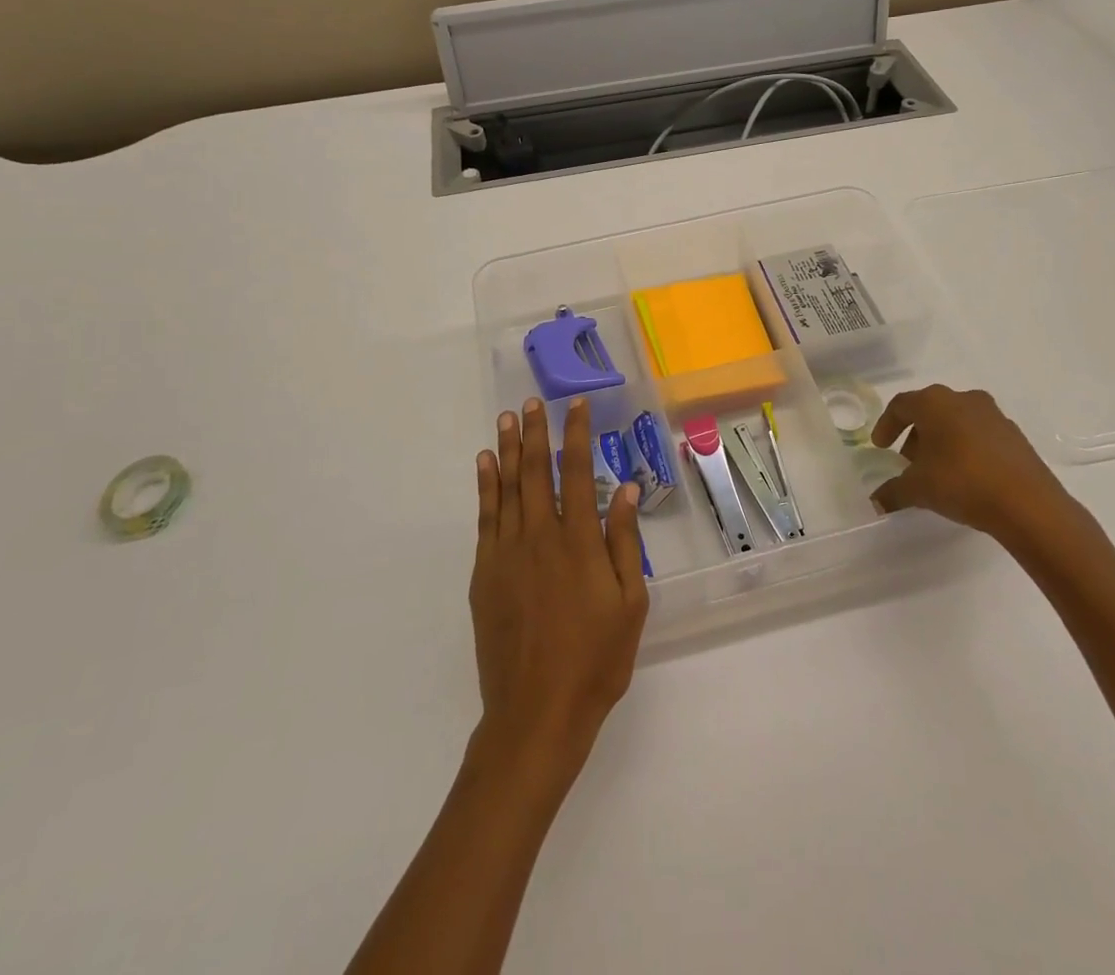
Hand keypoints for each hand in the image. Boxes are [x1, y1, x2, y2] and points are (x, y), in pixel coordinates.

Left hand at [468, 397, 647, 788]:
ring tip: (507, 419)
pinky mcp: (484, 573)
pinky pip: (484, 518)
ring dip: (508, 449)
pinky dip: (485, 487)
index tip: (576, 406)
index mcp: (579, 541)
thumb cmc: (595, 660)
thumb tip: (624, 489)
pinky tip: (485, 465)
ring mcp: (506, 553)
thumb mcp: (630, 604)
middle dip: (536, 432)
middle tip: (532, 402)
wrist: (536, 713)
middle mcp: (540, 536)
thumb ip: (624, 543)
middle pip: (536, 471)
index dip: (577, 434)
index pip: (577, 472)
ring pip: (508, 488)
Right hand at [870, 384, 1073, 541]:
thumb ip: (892, 491)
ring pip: (956, 420)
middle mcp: (963, 399)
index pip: (901, 405)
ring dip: (941, 440)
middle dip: (915, 434)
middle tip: (907, 460)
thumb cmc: (962, 482)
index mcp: (934, 402)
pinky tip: (965, 475)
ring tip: (936, 470)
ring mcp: (993, 415)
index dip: (886, 425)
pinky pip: (979, 434)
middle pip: (929, 410)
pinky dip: (965, 447)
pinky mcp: (1014, 435)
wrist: (1028, 504)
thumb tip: (876, 501)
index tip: (881, 447)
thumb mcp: (918, 489)